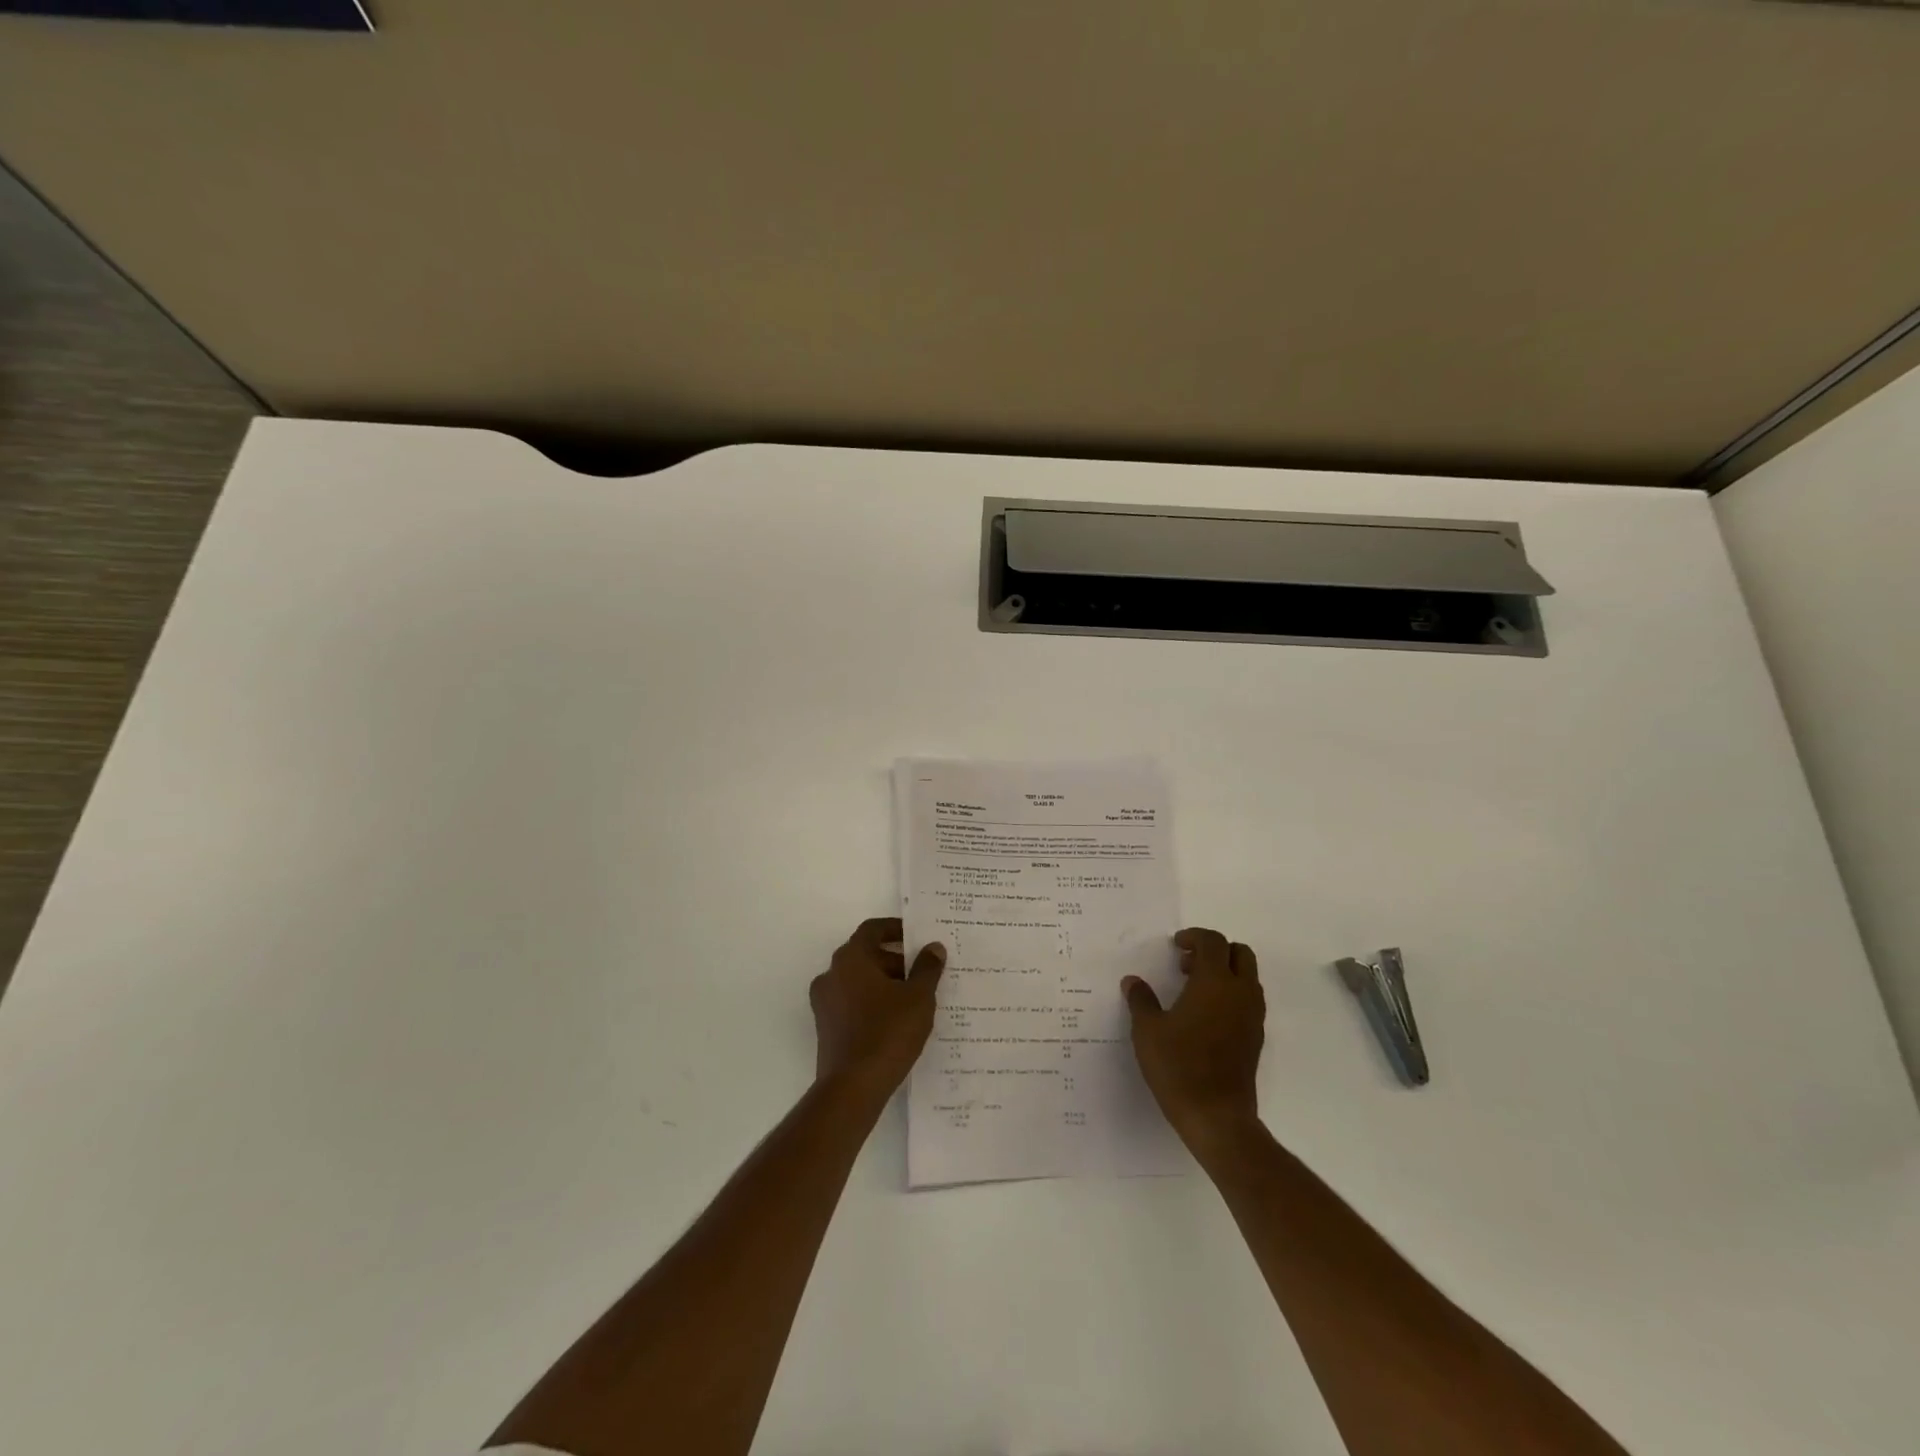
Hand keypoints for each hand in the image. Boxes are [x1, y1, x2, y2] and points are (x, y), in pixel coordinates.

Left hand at [810, 917, 944, 1101]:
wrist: (852, 1088)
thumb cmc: (887, 1032)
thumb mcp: (918, 997)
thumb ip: (927, 968)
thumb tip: (933, 947)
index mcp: (851, 958)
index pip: (872, 929)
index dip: (896, 929)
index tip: (917, 936)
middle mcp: (831, 974)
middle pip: (866, 955)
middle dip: (895, 960)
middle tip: (924, 971)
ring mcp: (825, 1002)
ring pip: (859, 980)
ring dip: (885, 982)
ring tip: (915, 998)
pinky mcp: (826, 1027)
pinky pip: (852, 1003)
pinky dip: (873, 1002)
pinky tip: (897, 1020)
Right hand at [1123, 928, 1264, 1155]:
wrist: (1217, 1116)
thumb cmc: (1179, 1066)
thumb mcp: (1147, 1030)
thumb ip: (1141, 1000)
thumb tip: (1133, 981)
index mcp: (1214, 982)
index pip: (1213, 942)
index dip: (1194, 937)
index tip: (1175, 946)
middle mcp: (1240, 993)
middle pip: (1239, 953)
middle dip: (1215, 950)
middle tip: (1187, 964)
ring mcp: (1252, 1016)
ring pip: (1248, 977)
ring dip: (1224, 972)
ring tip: (1192, 990)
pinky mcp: (1256, 1037)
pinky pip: (1248, 1000)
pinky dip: (1231, 994)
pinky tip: (1205, 1016)